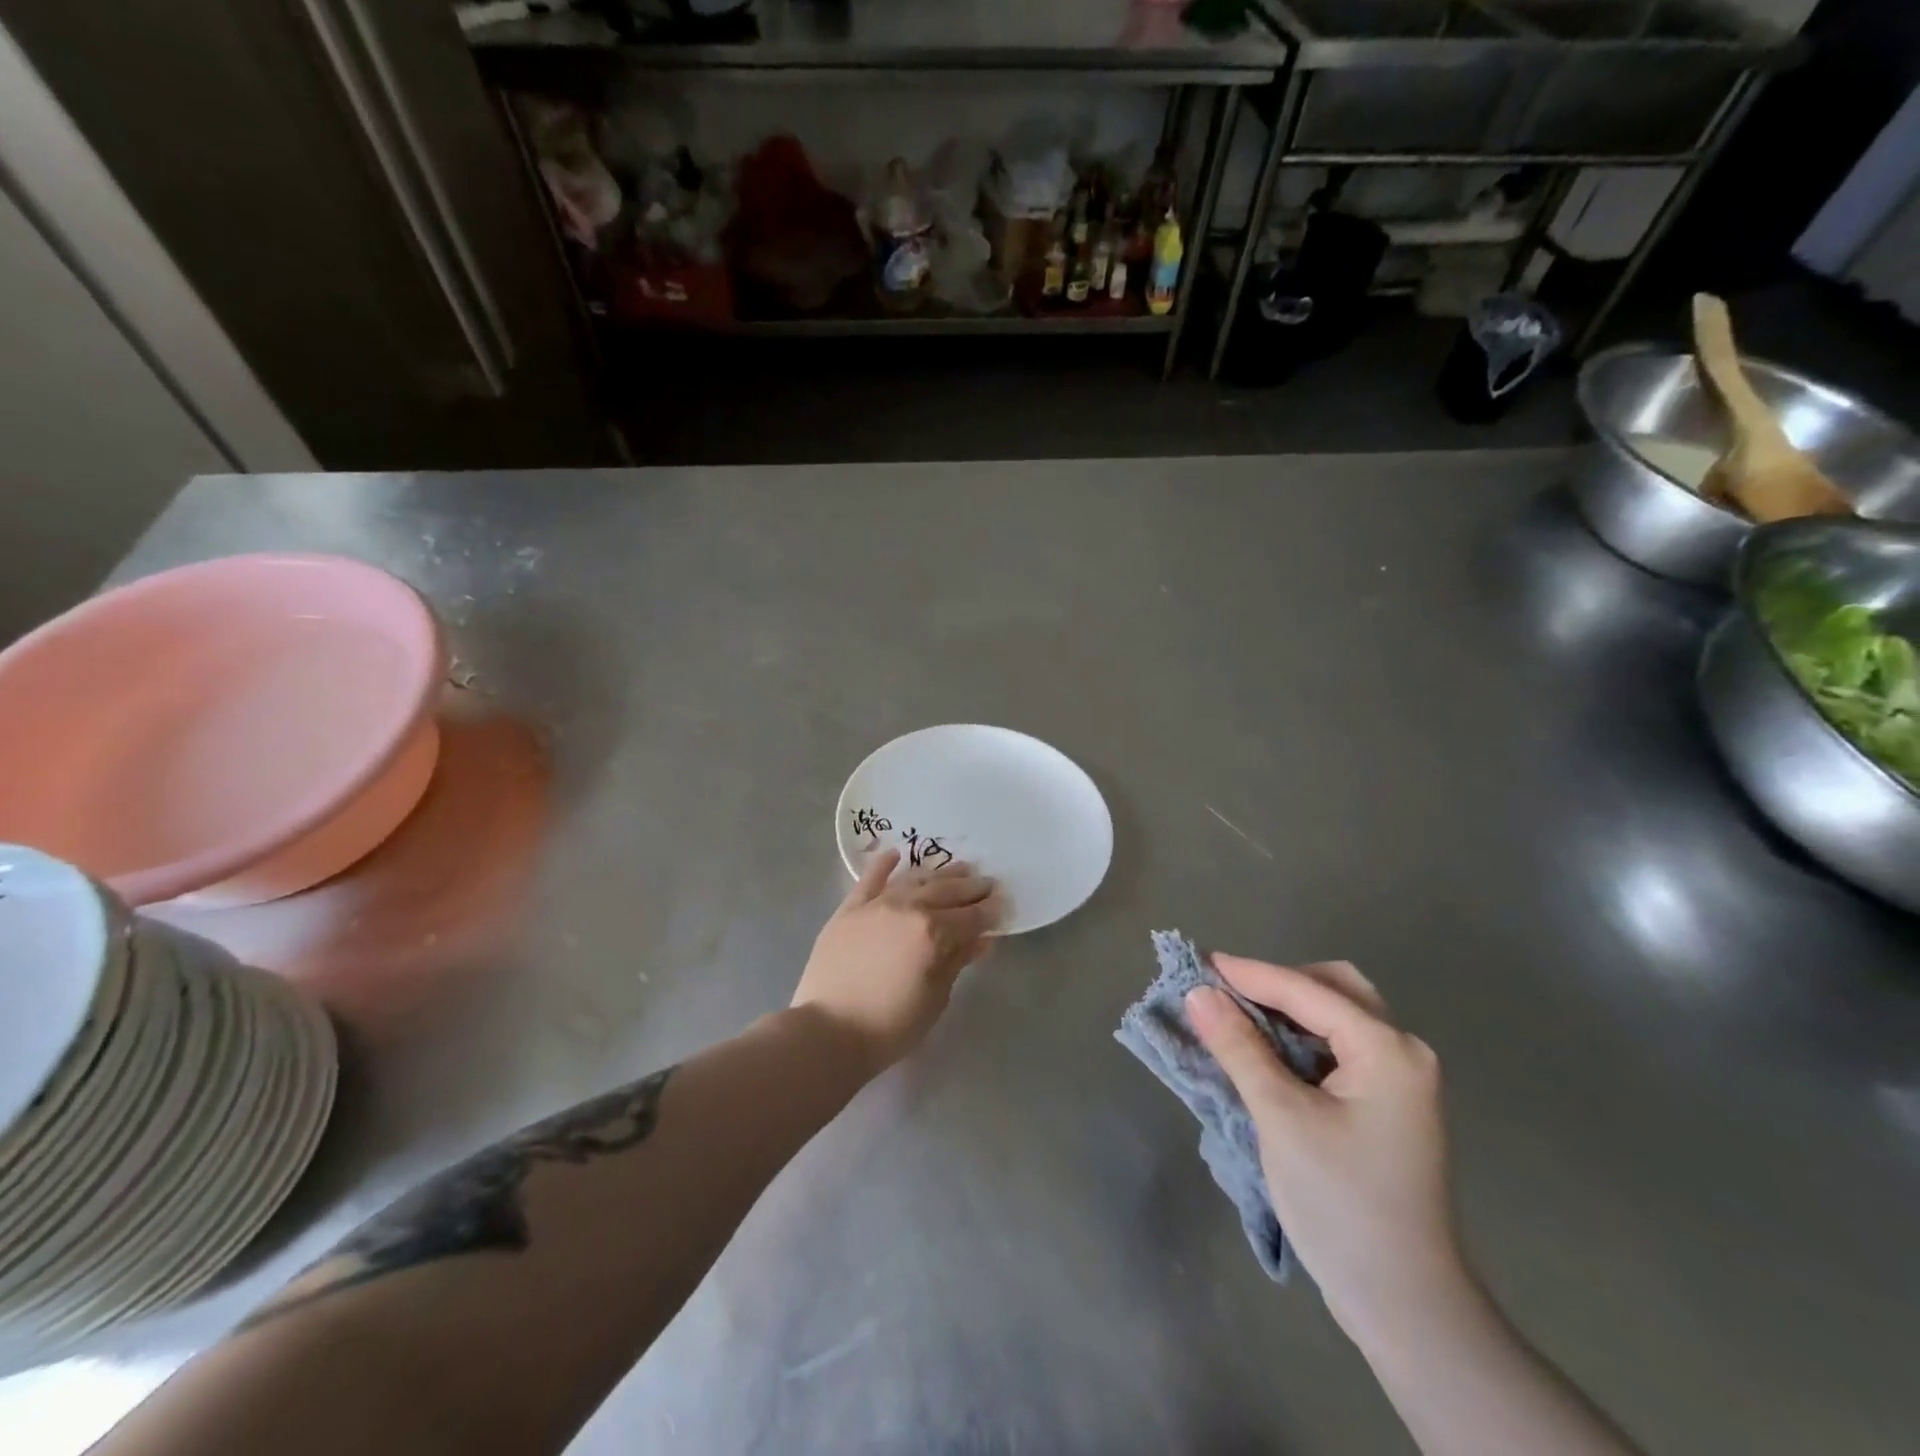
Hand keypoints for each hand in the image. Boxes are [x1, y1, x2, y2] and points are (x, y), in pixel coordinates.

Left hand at [792, 849, 999, 1074]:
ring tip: (958, 868)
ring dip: (939, 874)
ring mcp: (877, 905)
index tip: (1002, 904)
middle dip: (971, 888)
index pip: (972, 916)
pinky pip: (870, 879)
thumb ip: (957, 962)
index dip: (990, 910)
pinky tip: (895, 854)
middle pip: (947, 892)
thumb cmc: (890, 1026)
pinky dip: (883, 865)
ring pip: (915, 880)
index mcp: (934, 933)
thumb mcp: (935, 999)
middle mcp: (909, 909)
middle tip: (987, 883)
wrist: (828, 1031)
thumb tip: (981, 941)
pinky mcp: (850, 909)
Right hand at [1186, 955, 1463, 1335]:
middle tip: (1226, 994)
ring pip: (1338, 1016)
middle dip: (1278, 983)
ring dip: (1289, 1008)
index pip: (1307, 990)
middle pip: (1334, 988)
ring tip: (1238, 1017)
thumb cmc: (1341, 1205)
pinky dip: (1301, 1036)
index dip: (1249, 974)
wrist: (1405, 1305)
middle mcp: (1403, 1052)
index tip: (1197, 962)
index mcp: (1388, 1049)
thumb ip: (1239, 1047)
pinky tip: (1267, 1050)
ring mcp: (1401, 1080)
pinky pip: (1340, 1046)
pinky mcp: (1389, 1104)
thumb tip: (1198, 993)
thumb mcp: (1280, 1118)